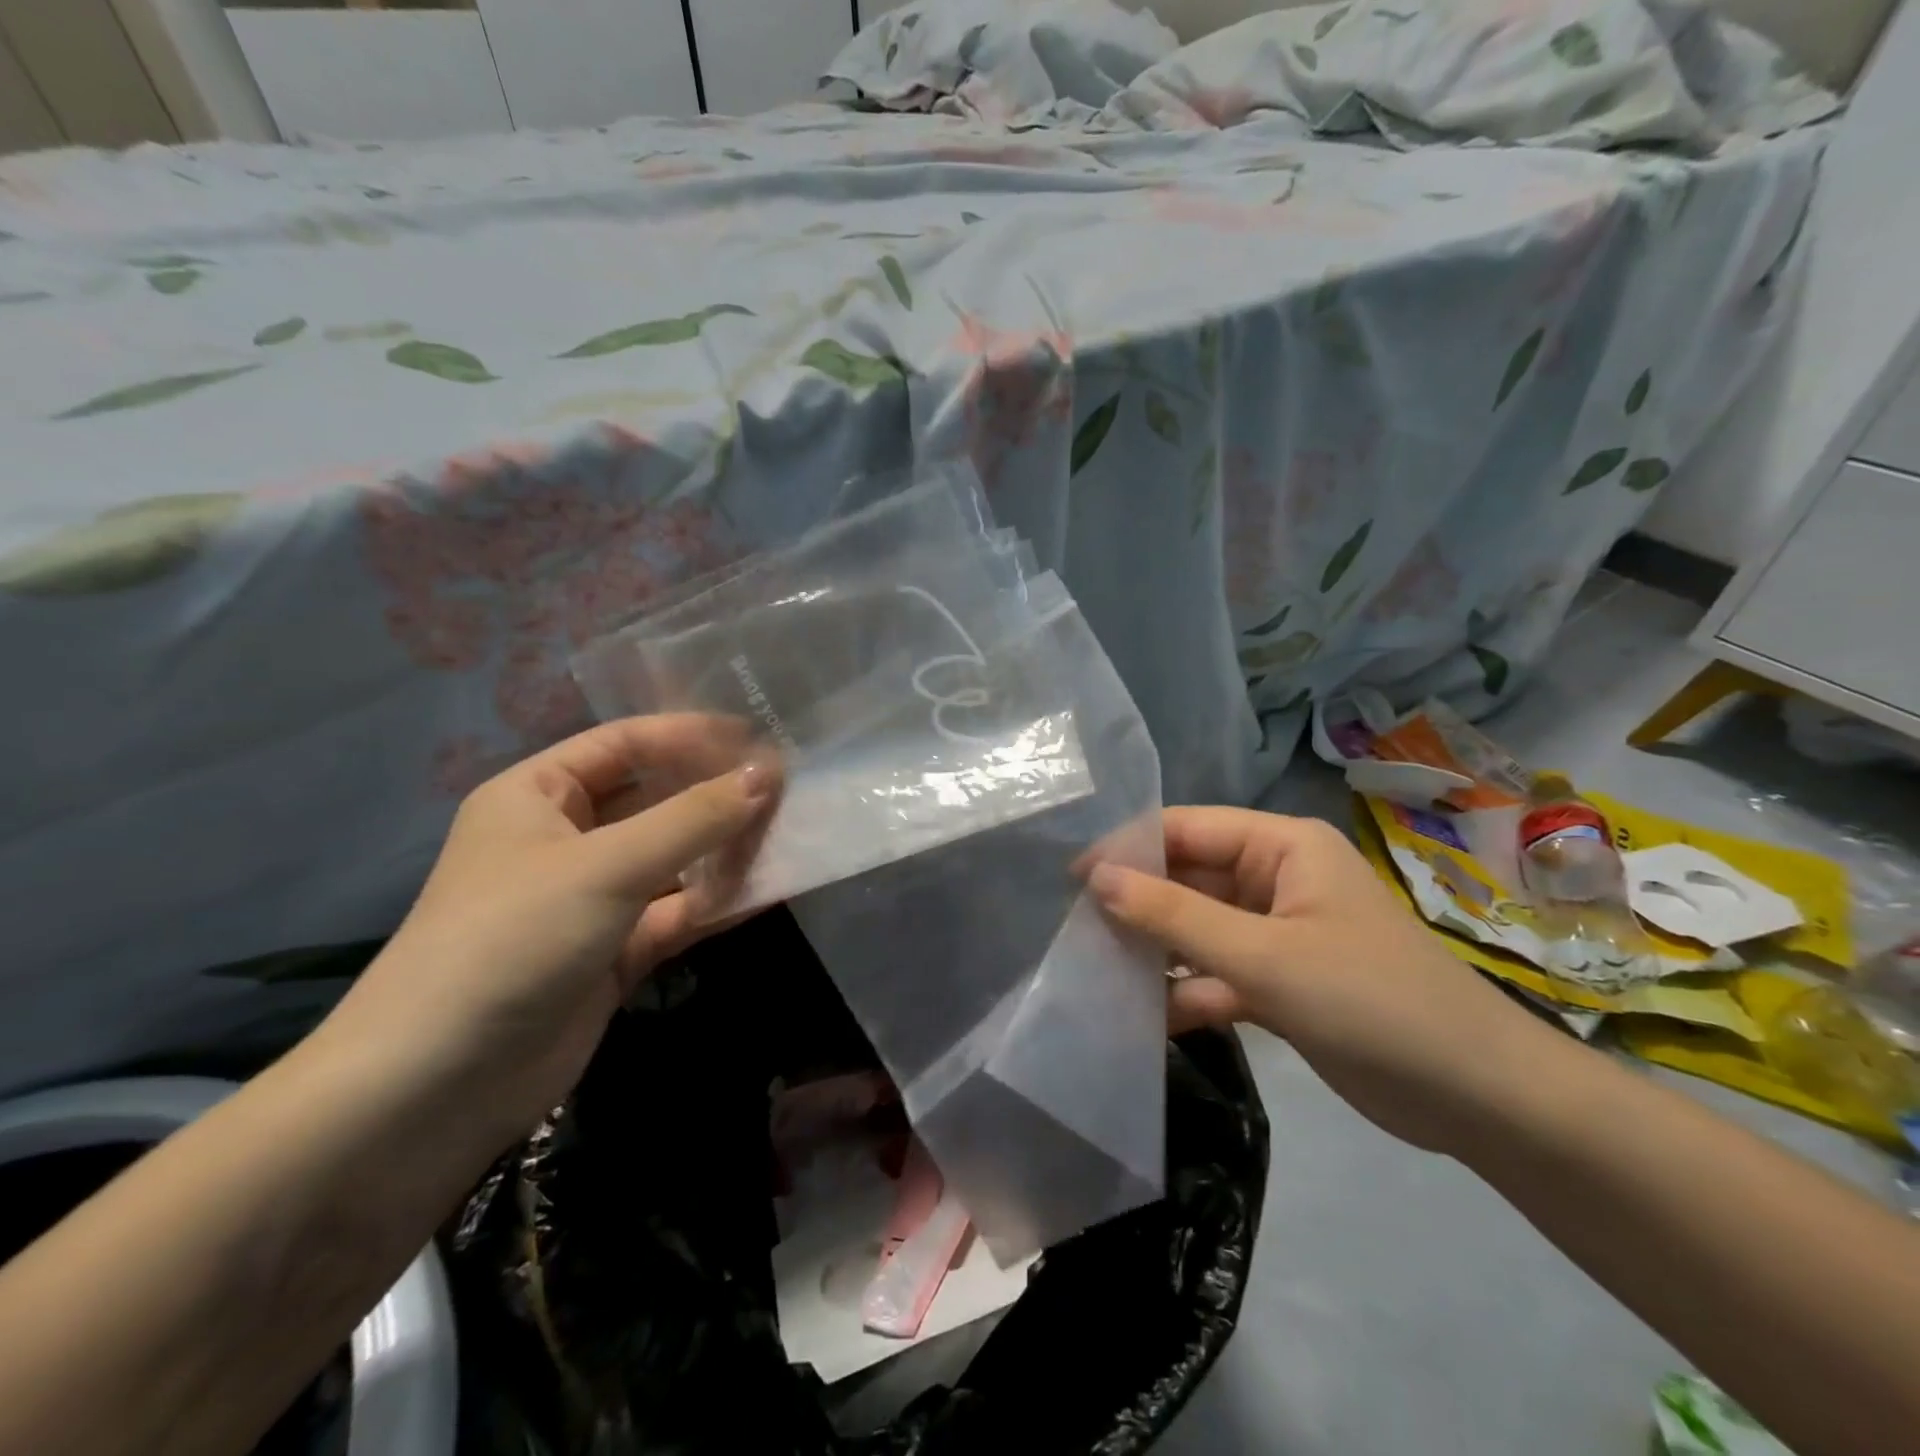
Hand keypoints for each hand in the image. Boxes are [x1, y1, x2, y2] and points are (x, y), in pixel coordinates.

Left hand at [324, 716, 778, 1145]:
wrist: (433, 1090)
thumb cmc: (512, 940)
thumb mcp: (607, 867)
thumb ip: (694, 818)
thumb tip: (768, 774)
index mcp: (538, 796)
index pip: (625, 745)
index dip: (690, 736)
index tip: (758, 739)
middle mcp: (565, 839)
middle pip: (654, 800)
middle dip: (714, 794)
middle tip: (785, 788)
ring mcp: (592, 899)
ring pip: (672, 859)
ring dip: (723, 848)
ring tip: (788, 833)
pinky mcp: (614, 952)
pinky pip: (677, 911)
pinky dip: (718, 901)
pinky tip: (769, 888)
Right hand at [1090, 807, 1549, 1152]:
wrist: (1481, 1099)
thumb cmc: (1371, 1002)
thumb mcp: (1263, 955)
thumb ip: (1175, 916)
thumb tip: (1096, 877)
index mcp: (1281, 846)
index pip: (1186, 829)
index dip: (1127, 848)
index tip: (1069, 879)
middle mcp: (1277, 878)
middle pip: (1188, 878)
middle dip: (1137, 904)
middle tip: (1073, 931)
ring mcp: (1278, 932)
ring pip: (1199, 928)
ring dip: (1157, 950)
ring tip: (1096, 971)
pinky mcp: (1282, 981)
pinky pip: (1219, 972)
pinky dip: (1188, 991)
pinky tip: (1146, 1017)